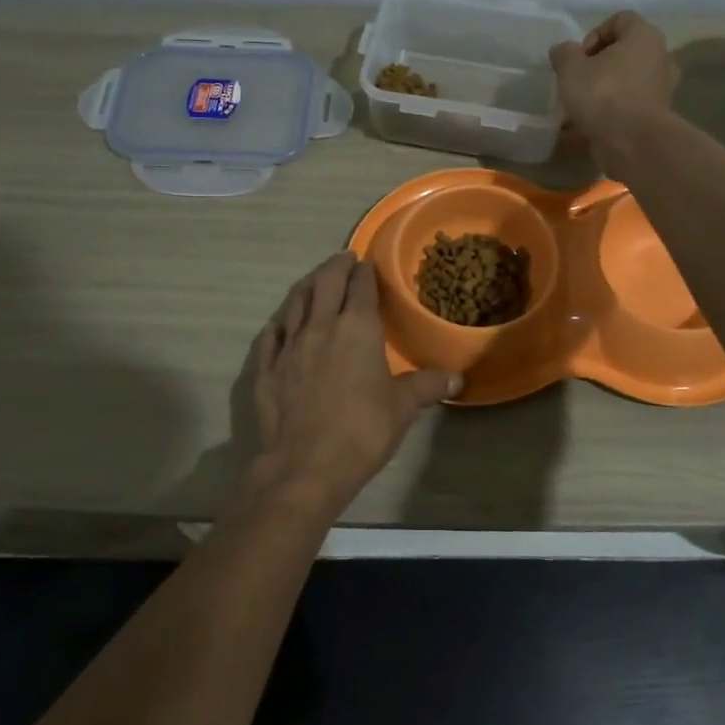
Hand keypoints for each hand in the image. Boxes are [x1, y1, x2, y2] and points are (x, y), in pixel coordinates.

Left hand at [248, 252, 459, 517]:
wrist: (305, 465)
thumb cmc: (362, 430)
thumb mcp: (403, 407)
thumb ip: (427, 385)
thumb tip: (457, 379)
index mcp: (357, 329)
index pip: (361, 287)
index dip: (365, 272)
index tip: (367, 263)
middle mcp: (320, 327)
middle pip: (325, 284)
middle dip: (334, 267)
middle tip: (342, 259)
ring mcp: (289, 347)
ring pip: (295, 304)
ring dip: (307, 287)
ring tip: (314, 281)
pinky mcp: (267, 370)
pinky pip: (271, 337)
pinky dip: (279, 325)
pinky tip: (280, 326)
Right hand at [548, 12, 678, 178]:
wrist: (632, 143)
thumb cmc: (603, 94)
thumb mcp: (570, 68)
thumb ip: (564, 54)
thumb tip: (563, 51)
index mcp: (644, 37)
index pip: (621, 20)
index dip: (594, 34)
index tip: (579, 57)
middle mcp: (659, 58)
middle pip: (624, 54)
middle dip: (597, 67)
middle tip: (577, 82)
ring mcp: (660, 90)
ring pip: (625, 83)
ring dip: (601, 93)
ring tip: (577, 108)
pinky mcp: (655, 118)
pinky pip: (626, 109)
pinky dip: (608, 116)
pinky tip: (583, 129)